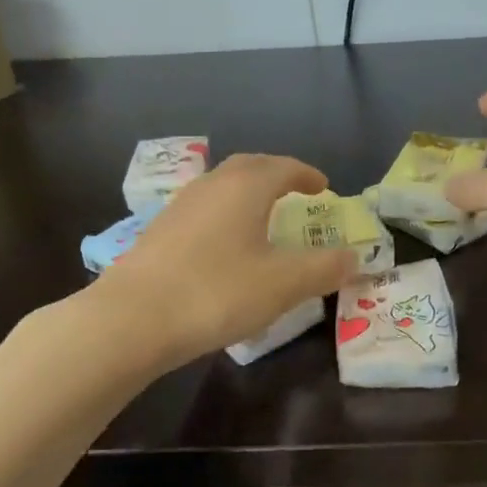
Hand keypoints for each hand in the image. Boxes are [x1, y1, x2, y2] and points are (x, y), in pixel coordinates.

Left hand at [101, 154, 358, 363]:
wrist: (131, 319)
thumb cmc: (217, 292)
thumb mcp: (283, 284)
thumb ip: (325, 268)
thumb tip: (355, 257)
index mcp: (245, 187)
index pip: (284, 167)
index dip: (307, 175)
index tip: (324, 187)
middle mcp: (211, 185)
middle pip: (249, 167)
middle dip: (276, 175)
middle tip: (294, 192)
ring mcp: (179, 207)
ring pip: (221, 187)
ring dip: (246, 194)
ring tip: (261, 216)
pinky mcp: (158, 232)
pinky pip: (202, 210)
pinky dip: (223, 215)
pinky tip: (223, 246)